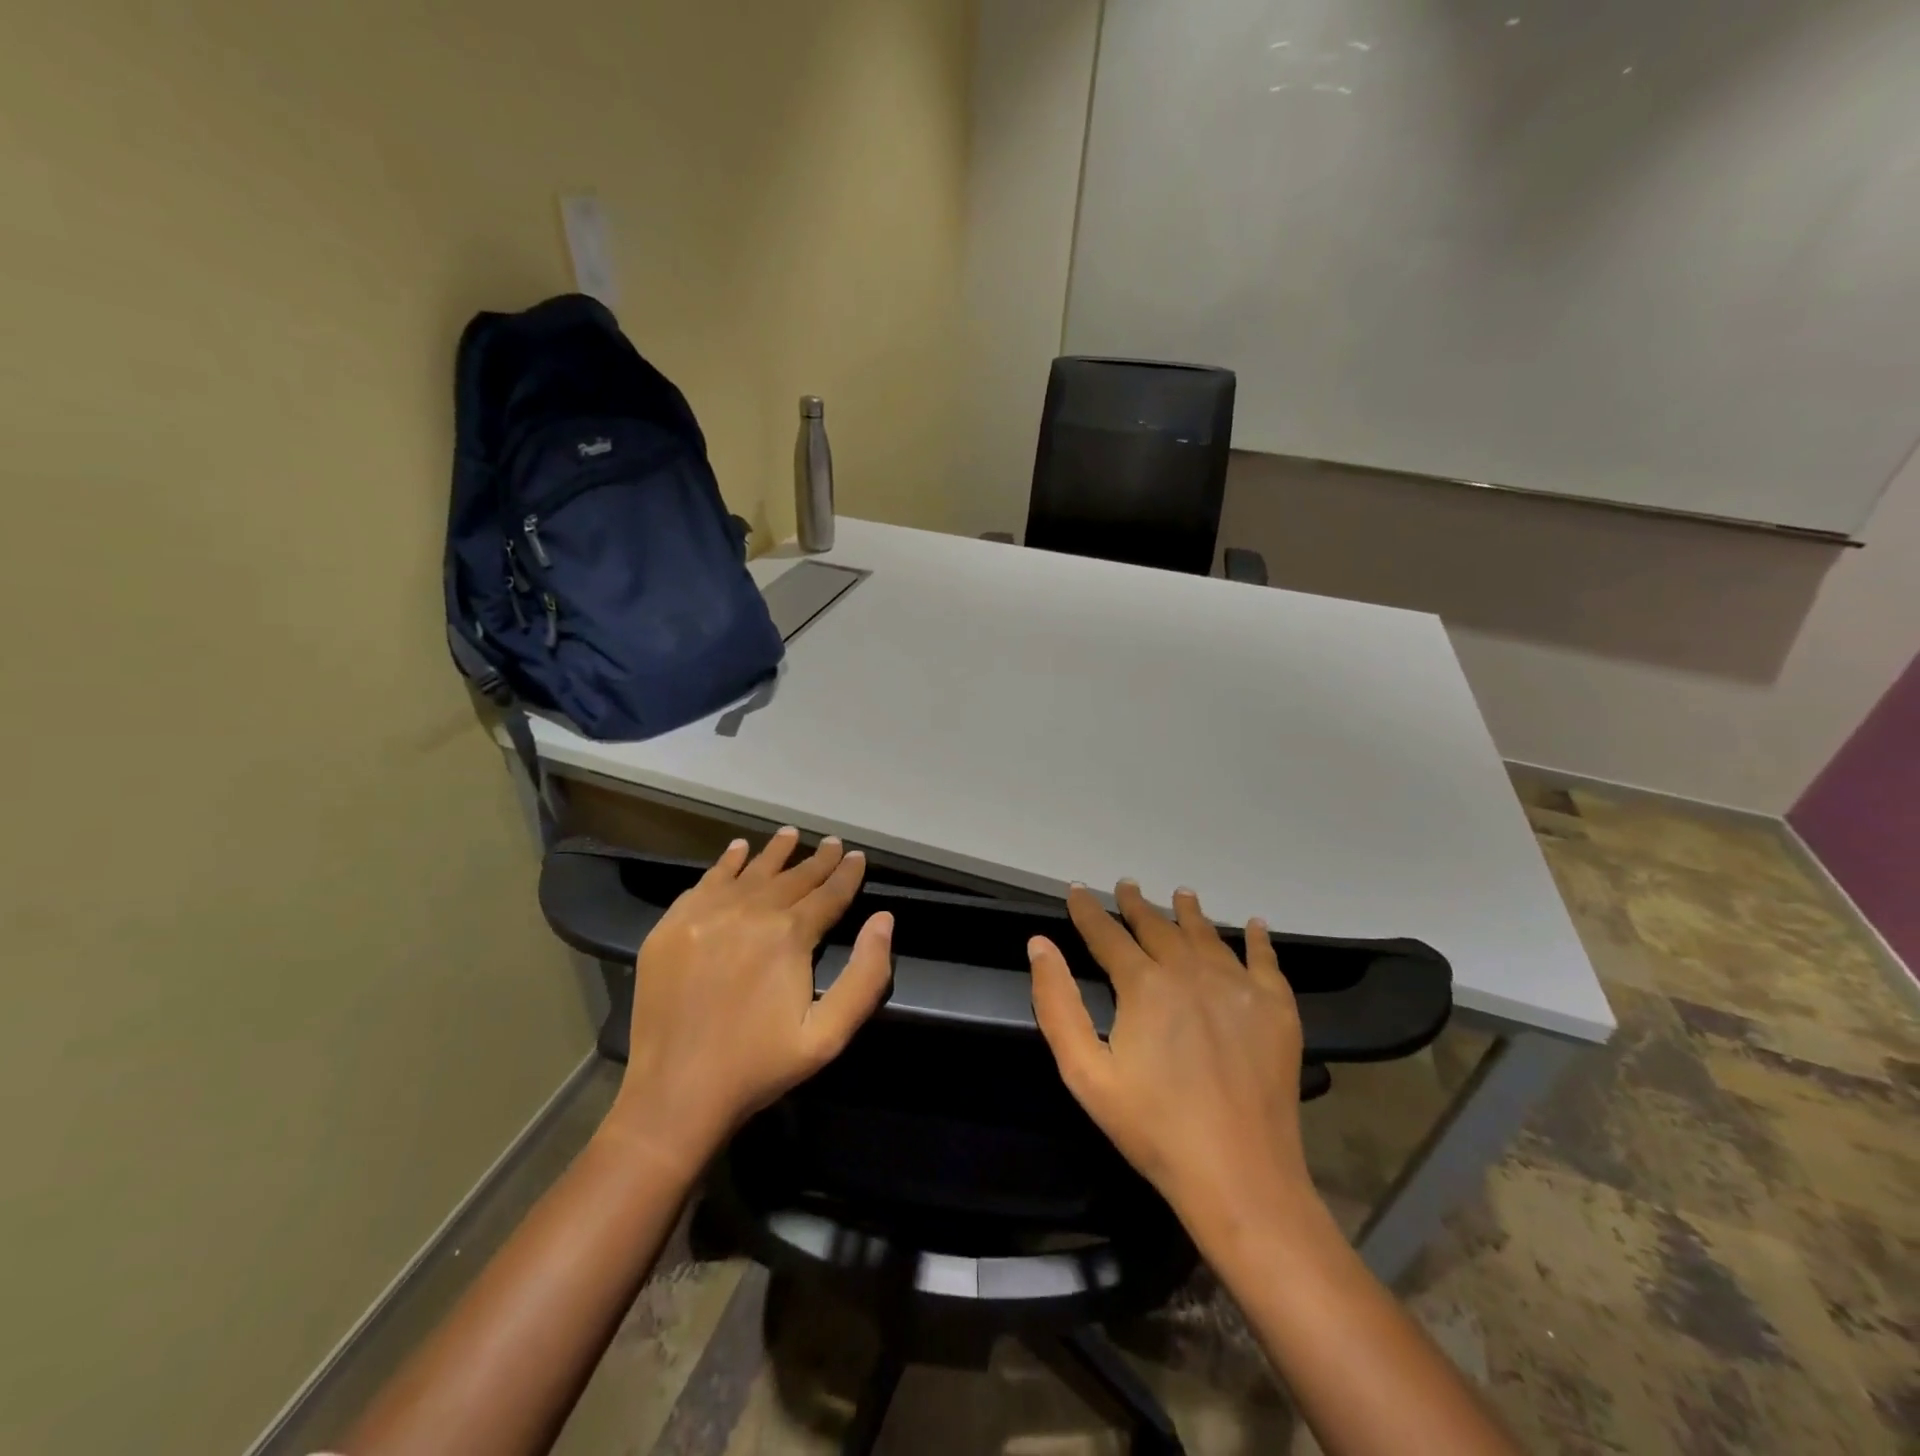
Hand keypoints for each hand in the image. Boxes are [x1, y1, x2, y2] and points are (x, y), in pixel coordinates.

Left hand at [604, 828, 893, 1175]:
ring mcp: (706, 915)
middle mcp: (749, 912)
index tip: (858, 856)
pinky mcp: (673, 926)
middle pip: (792, 878)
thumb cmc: (759, 1066)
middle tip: (833, 843)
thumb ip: (866, 976)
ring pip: (751, 872)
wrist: (674, 1093)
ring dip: (775, 853)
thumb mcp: (828, 1034)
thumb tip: (884, 920)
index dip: (847, 874)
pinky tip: (737, 850)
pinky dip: (726, 863)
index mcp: (789, 936)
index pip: (828, 894)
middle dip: (818, 860)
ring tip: (791, 834)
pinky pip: (707, 881)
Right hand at [1028, 881, 1313, 1245]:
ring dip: (1190, 913)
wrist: (1240, 1176)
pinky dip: (1258, 939)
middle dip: (1137, 906)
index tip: (1078, 890)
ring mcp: (1239, 986)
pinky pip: (1266, 960)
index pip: (1108, 936)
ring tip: (1182, 895)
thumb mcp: (1085, 1073)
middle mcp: (1192, 972)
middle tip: (1127, 886)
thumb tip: (1039, 944)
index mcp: (1145, 985)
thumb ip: (1058, 1004)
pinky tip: (1255, 925)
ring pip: (1208, 936)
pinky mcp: (1276, 1008)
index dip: (1089, 911)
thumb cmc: (1153, 1128)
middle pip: (1159, 928)